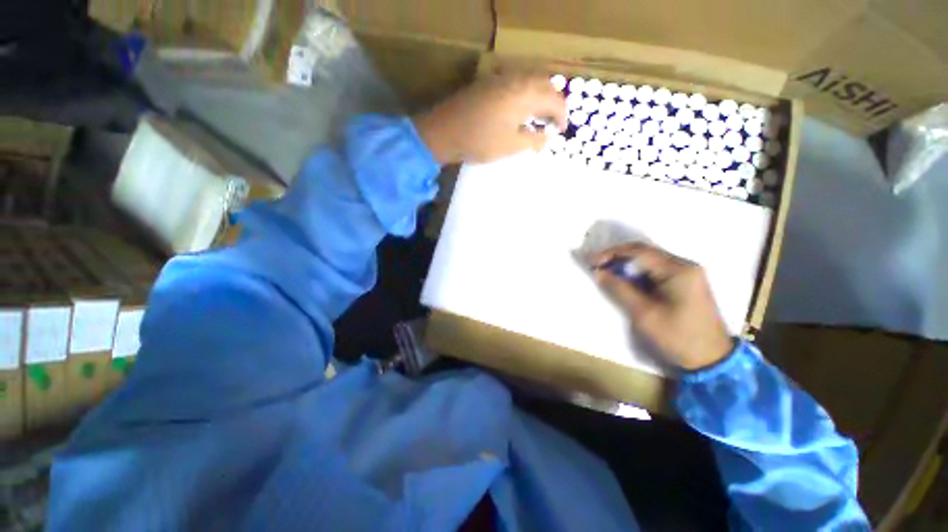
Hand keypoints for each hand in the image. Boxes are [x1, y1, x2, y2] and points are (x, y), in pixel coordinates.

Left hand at [413, 72, 566, 163]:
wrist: (444, 131)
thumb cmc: (480, 141)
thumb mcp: (511, 146)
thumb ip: (534, 140)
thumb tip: (548, 137)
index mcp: (525, 94)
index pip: (555, 99)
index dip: (562, 115)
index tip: (561, 130)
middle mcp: (516, 79)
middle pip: (545, 85)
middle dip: (553, 103)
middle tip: (552, 123)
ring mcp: (501, 78)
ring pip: (530, 81)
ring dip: (539, 97)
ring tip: (538, 117)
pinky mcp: (489, 82)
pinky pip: (516, 83)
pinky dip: (525, 94)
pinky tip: (519, 110)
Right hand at [589, 243, 734, 370]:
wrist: (712, 359)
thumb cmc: (677, 337)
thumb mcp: (643, 313)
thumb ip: (619, 289)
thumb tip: (598, 272)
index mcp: (678, 270)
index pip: (639, 251)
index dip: (611, 253)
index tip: (591, 261)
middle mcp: (685, 265)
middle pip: (645, 252)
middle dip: (617, 257)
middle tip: (597, 266)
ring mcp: (687, 273)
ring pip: (649, 260)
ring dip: (626, 265)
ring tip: (607, 273)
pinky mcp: (686, 282)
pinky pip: (656, 270)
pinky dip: (637, 273)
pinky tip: (625, 280)